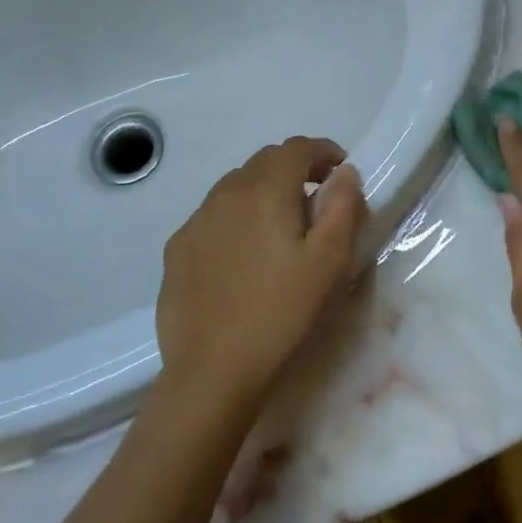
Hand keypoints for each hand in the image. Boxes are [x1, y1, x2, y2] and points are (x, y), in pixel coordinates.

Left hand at [156, 137, 365, 410]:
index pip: (296, 148)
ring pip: (235, 186)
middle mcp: (226, 193)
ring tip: (280, 227)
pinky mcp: (177, 249)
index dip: (323, 151)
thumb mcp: (330, 263)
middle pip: (265, 161)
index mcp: (266, 191)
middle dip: (295, 169)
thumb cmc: (281, 315)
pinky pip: (212, 215)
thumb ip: (342, 207)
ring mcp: (196, 221)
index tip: (340, 171)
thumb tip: (344, 173)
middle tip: (316, 199)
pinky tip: (243, 254)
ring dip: (263, 190)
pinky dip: (236, 217)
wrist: (212, 374)